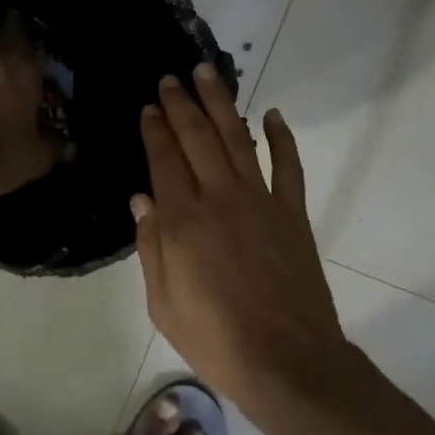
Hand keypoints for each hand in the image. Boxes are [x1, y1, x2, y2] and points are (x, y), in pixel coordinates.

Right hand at [132, 64, 351, 422]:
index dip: (155, 130)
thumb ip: (151, 246)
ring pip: (238, 140)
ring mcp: (261, 202)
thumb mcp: (163, 304)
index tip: (148, 105)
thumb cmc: (216, 340)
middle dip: (182, 104)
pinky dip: (282, 138)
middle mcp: (220, 199)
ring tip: (208, 75)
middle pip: (198, 138)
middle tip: (172, 76)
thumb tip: (141, 198)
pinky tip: (273, 114)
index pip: (164, 161)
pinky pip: (288, 166)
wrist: (287, 360)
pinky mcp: (292, 214)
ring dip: (222, 104)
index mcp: (183, 222)